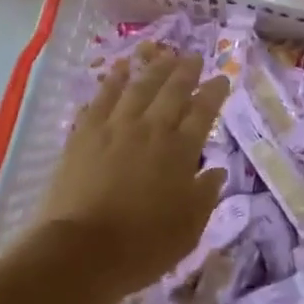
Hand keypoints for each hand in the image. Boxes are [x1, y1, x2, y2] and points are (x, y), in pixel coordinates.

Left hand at [37, 48, 229, 295]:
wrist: (82, 250)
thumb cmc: (142, 246)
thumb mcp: (188, 229)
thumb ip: (205, 195)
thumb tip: (216, 170)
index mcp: (180, 151)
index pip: (203, 112)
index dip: (214, 92)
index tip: (222, 78)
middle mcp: (151, 129)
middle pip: (172, 90)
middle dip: (186, 71)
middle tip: (193, 56)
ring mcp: (115, 127)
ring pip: (138, 86)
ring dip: (153, 67)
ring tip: (163, 54)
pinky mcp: (85, 133)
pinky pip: (102, 97)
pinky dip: (113, 79)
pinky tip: (119, 68)